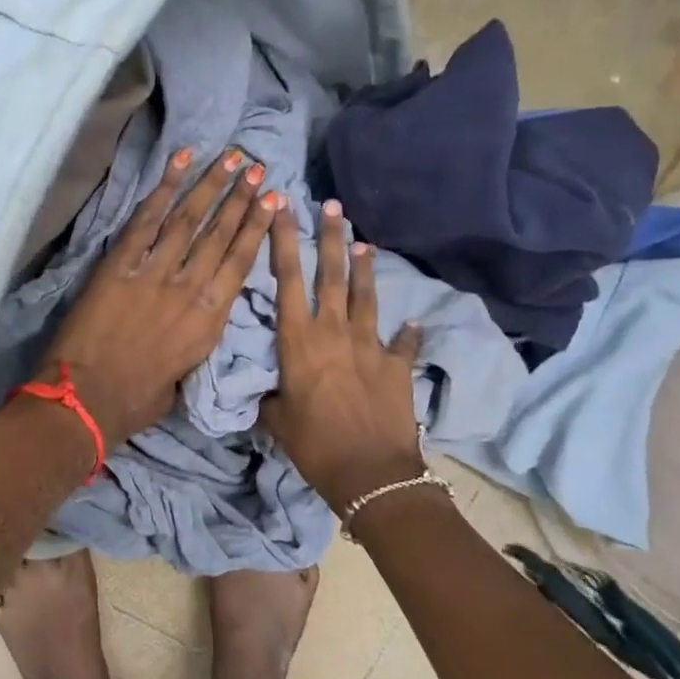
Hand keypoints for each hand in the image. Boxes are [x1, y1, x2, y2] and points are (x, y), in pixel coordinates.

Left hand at [46, 147, 281, 447]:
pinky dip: (163, 189)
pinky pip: (146, 221)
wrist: (87, 401)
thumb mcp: (184, 376)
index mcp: (209, 320)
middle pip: (220, 234)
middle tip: (256, 167)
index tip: (272, 200)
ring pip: (189, 220)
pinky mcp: (119, 265)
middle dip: (240, 197)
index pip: (240, 263)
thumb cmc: (137, 400)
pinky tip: (180, 162)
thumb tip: (195, 319)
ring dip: (211, 184)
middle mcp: (189, 289)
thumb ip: (195, 340)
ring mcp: (154, 273)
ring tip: (231, 157)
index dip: (257, 228)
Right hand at [259, 199, 426, 510]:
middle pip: (331, 274)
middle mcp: (335, 332)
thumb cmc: (314, 445)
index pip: (288, 279)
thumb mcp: (277, 421)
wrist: (371, 473)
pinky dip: (407, 332)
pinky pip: (403, 342)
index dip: (283, 241)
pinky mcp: (397, 365)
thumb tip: (267, 391)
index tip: (282, 208)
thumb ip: (270, 397)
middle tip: (331, 205)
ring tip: (363, 242)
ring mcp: (370, 346)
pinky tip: (413, 322)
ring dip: (364, 267)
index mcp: (299, 341)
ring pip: (366, 296)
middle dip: (329, 236)